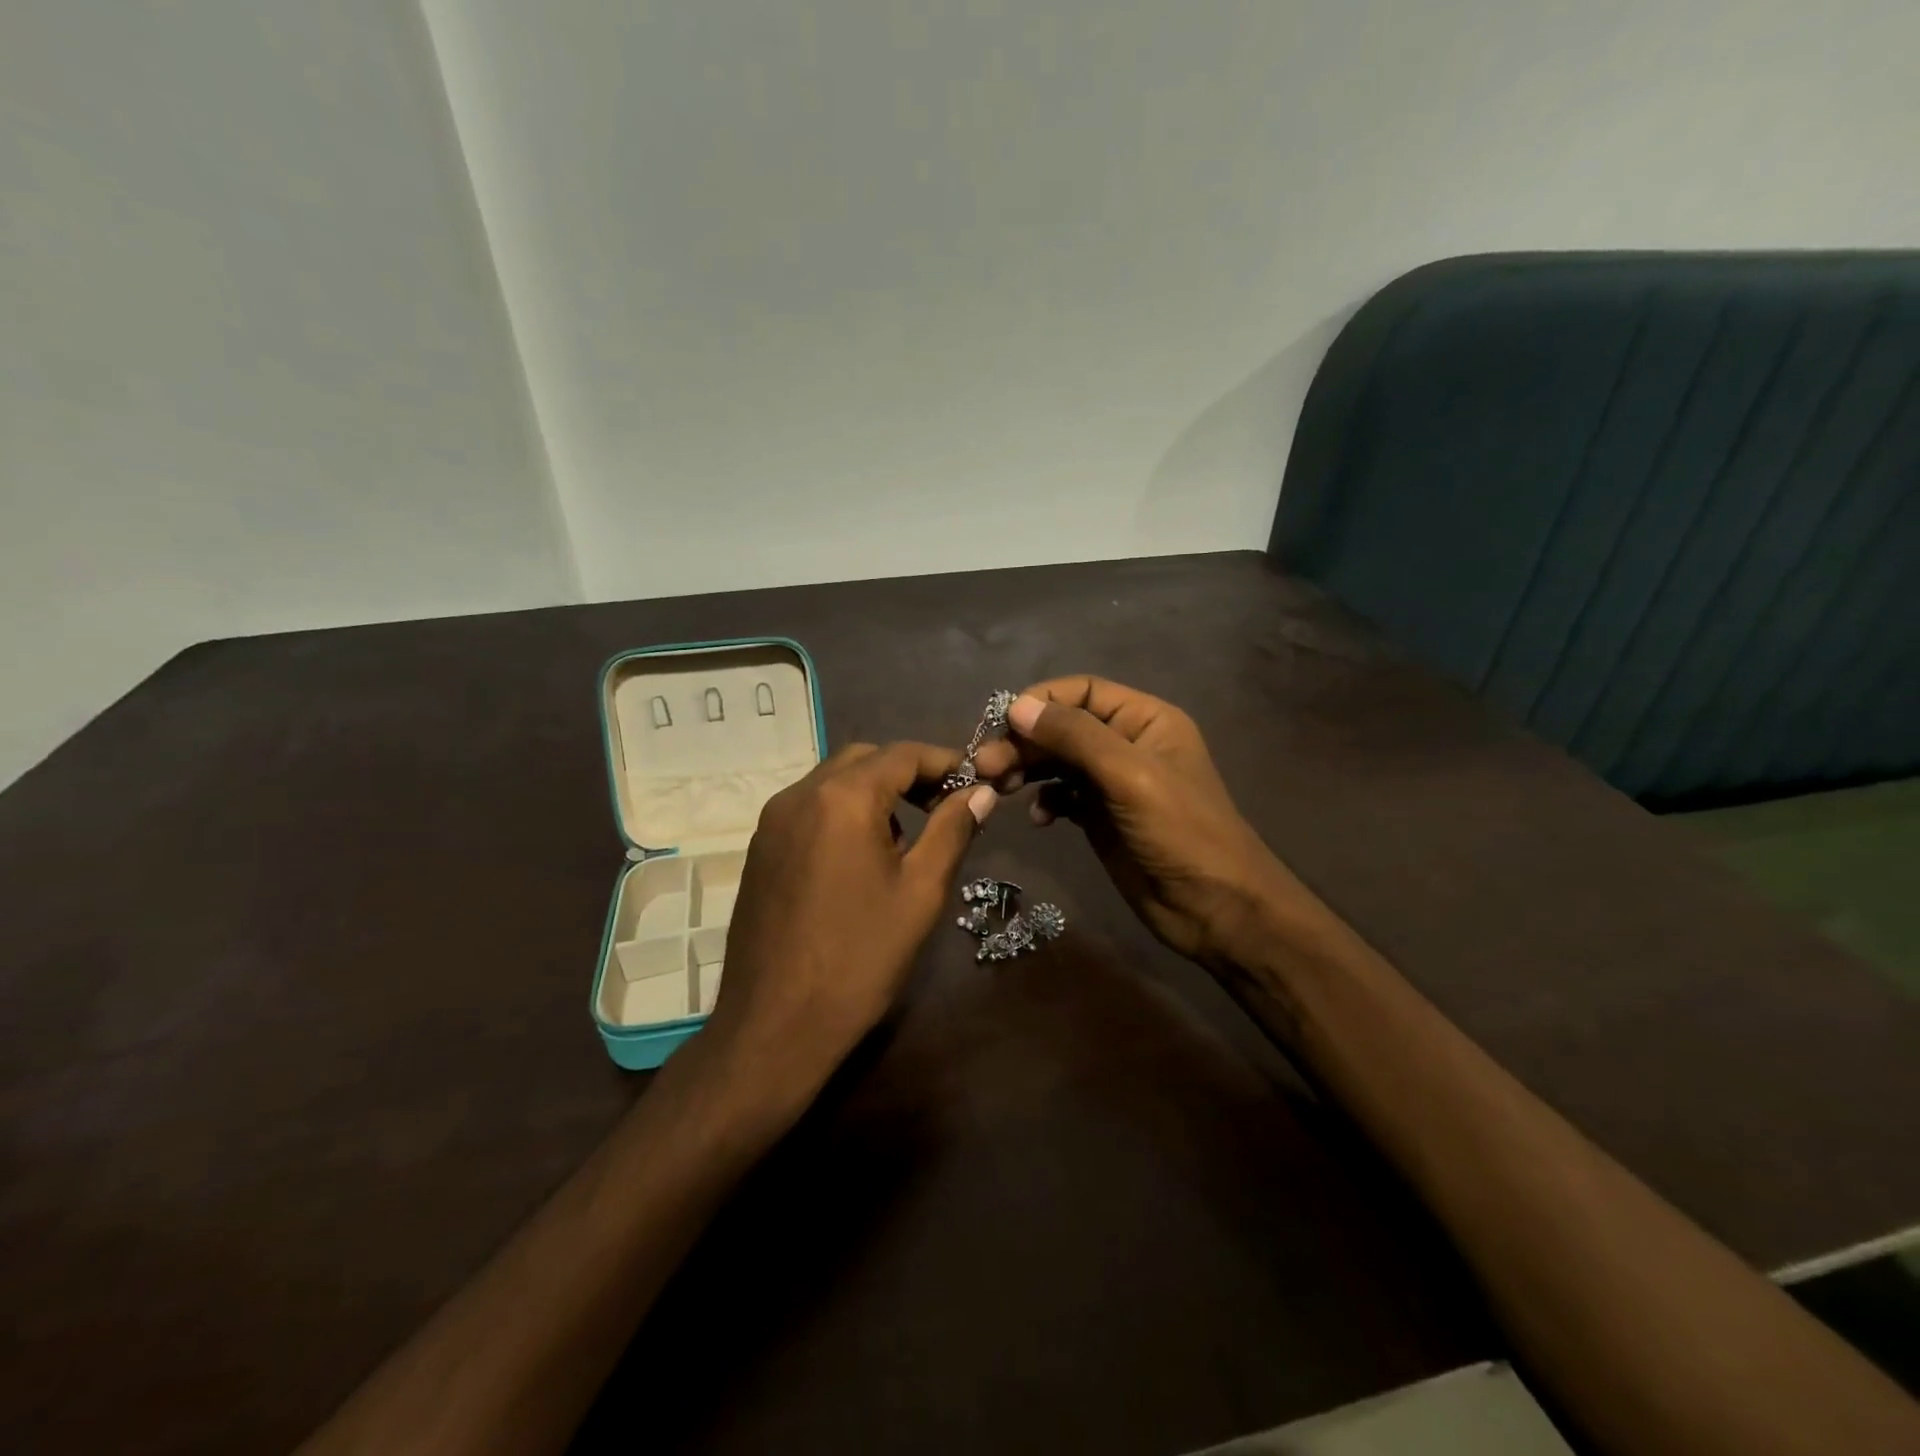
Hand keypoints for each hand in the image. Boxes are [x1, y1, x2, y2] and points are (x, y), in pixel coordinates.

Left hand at [696, 742, 996, 1110]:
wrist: (775, 1025)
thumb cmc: (859, 958)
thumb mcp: (920, 892)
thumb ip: (952, 830)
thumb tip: (980, 791)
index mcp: (842, 798)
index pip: (903, 754)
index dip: (945, 762)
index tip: (975, 783)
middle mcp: (800, 794)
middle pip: (865, 759)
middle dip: (908, 773)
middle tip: (944, 806)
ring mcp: (772, 820)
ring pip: (833, 781)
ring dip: (874, 792)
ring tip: (906, 837)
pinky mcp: (759, 847)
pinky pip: (809, 808)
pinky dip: (843, 811)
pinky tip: (861, 857)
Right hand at [973, 677, 1301, 970]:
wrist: (1216, 909)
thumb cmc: (1181, 833)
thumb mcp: (1129, 776)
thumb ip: (1075, 736)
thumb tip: (1017, 706)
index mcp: (1144, 720)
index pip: (1082, 692)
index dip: (1040, 701)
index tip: (1002, 724)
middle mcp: (1126, 744)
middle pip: (1062, 727)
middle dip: (1024, 742)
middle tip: (984, 766)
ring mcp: (1112, 783)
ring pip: (1057, 762)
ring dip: (1026, 770)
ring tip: (997, 788)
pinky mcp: (1100, 818)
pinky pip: (1062, 796)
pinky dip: (1045, 801)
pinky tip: (1039, 818)